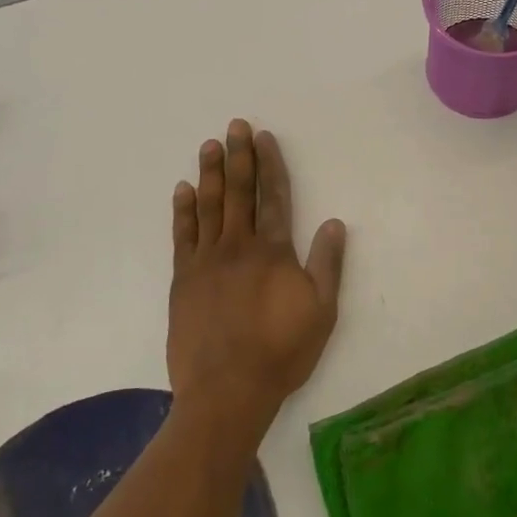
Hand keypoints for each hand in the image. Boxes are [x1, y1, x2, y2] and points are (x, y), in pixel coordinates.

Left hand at [167, 120, 346, 439]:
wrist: (227, 390)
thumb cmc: (281, 352)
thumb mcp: (321, 312)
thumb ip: (327, 265)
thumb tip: (334, 223)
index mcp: (274, 252)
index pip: (273, 197)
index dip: (270, 165)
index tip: (264, 137)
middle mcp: (238, 246)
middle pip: (239, 192)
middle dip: (239, 157)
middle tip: (234, 126)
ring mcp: (206, 261)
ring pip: (209, 206)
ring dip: (211, 173)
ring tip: (210, 145)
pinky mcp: (183, 279)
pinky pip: (182, 235)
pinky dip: (183, 210)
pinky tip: (183, 189)